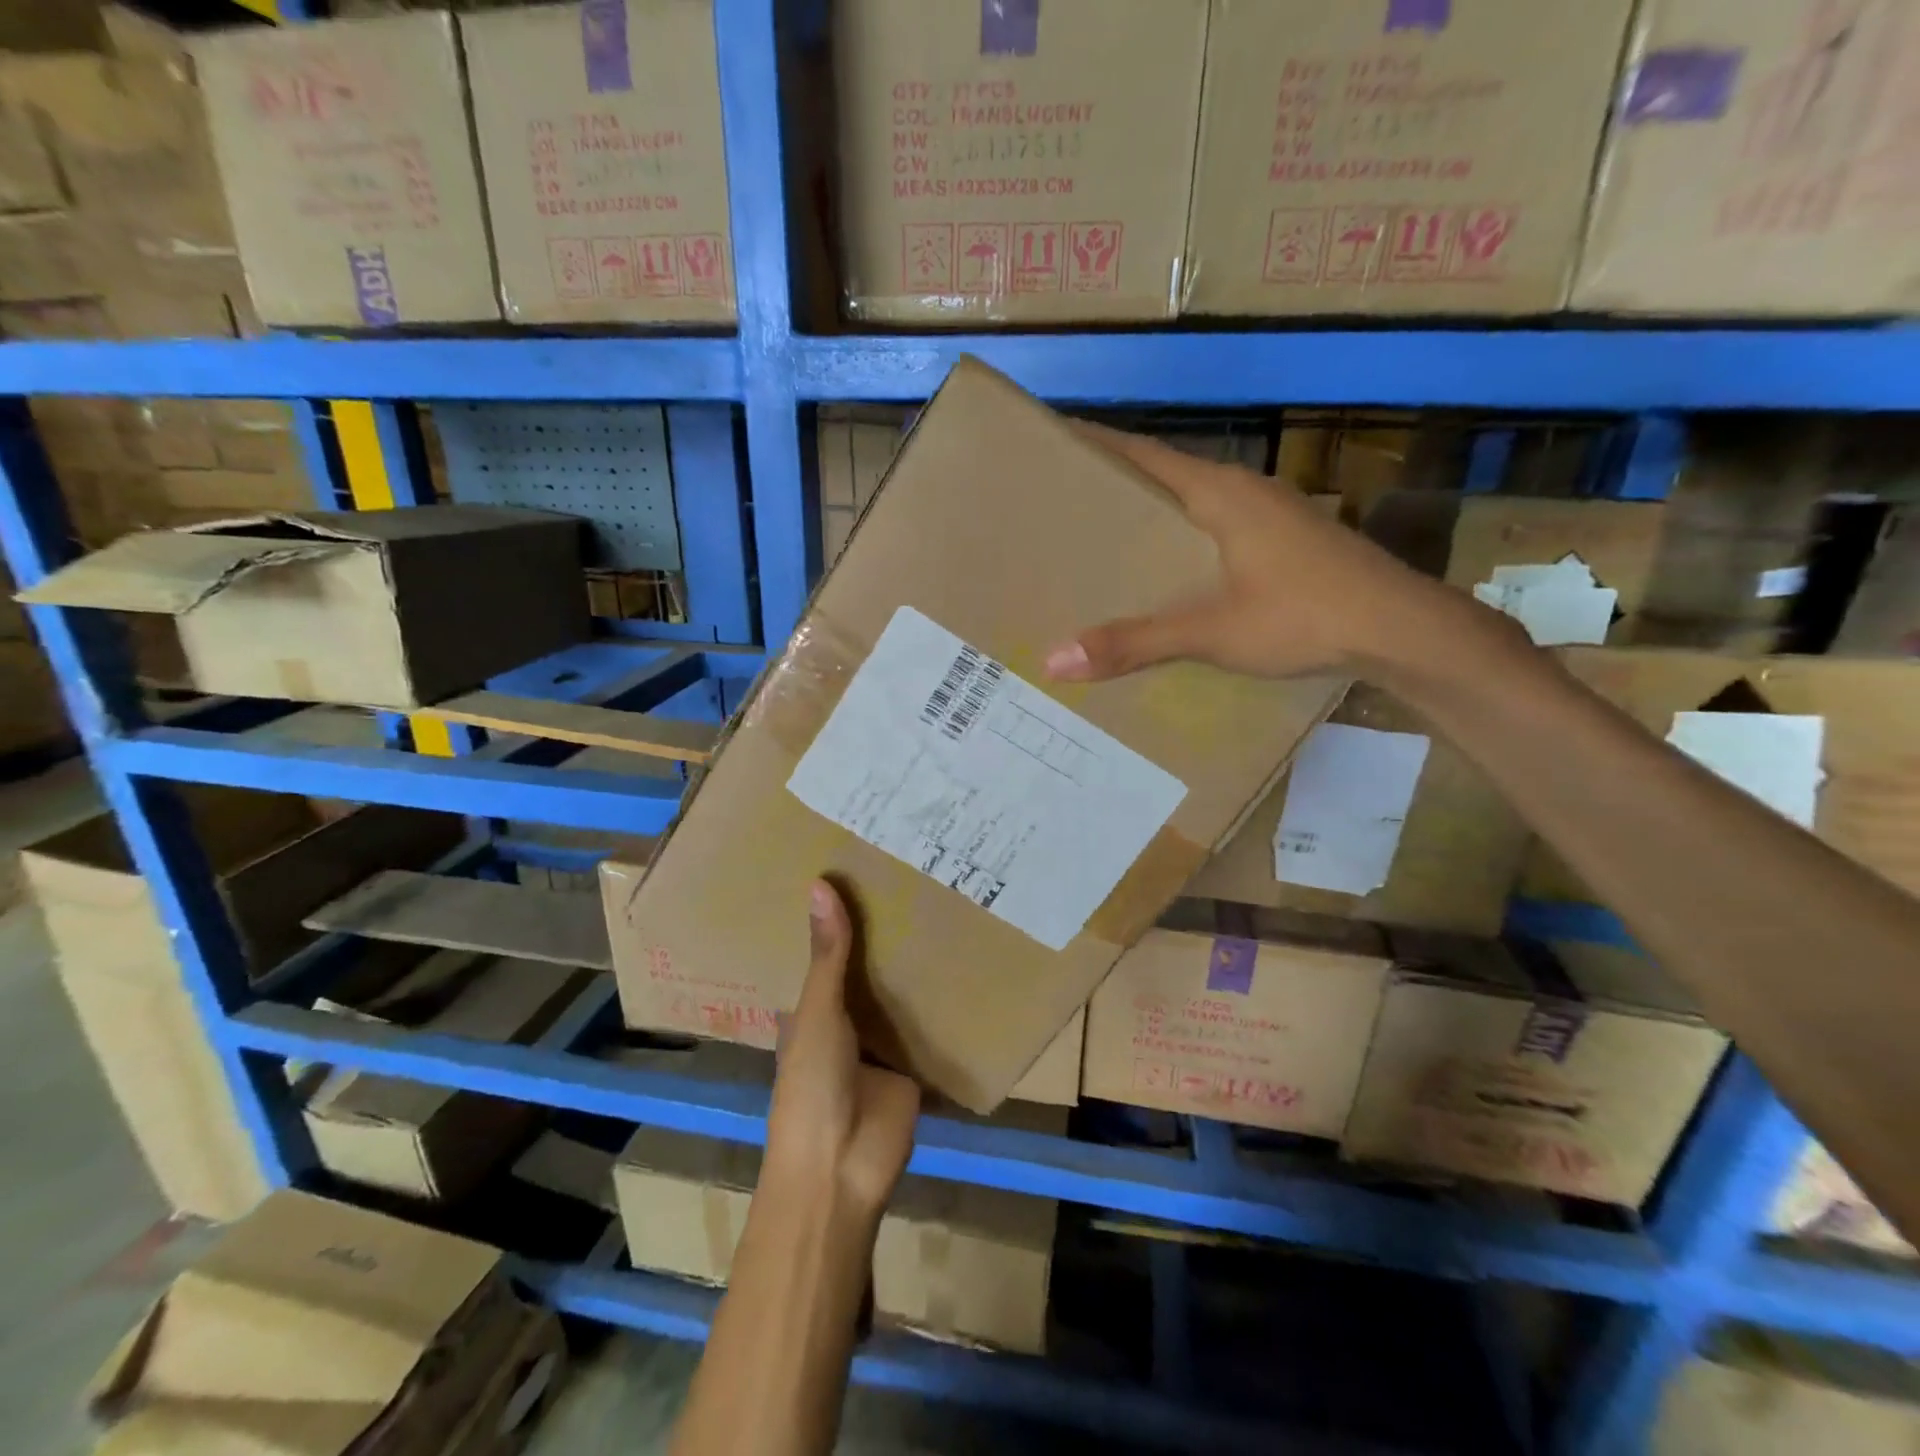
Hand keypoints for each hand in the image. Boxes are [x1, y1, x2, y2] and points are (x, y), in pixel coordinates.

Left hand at [763, 880, 920, 1220]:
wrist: (842, 1169)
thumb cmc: (811, 1085)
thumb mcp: (817, 1012)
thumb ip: (827, 955)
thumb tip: (820, 883)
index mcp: (811, 1009)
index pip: (822, 954)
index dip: (835, 919)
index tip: (855, 869)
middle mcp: (845, 1022)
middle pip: (865, 971)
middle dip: (883, 937)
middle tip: (912, 875)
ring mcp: (880, 1045)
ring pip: (898, 997)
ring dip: (913, 968)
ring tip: (943, 905)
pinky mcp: (913, 1065)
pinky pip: (930, 1028)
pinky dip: (944, 1005)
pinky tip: (968, 960)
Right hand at [1041, 424, 1502, 683]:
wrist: (1402, 630)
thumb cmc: (1303, 615)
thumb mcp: (1211, 632)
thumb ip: (1134, 642)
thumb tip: (1055, 660)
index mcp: (1221, 492)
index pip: (1145, 454)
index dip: (1099, 445)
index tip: (1055, 443)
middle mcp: (1246, 490)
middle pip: (1167, 475)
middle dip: (1119, 485)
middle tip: (1067, 503)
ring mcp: (1273, 513)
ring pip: (1197, 502)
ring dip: (1156, 513)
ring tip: (1110, 538)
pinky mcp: (1289, 540)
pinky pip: (1220, 526)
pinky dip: (1186, 537)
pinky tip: (1174, 570)